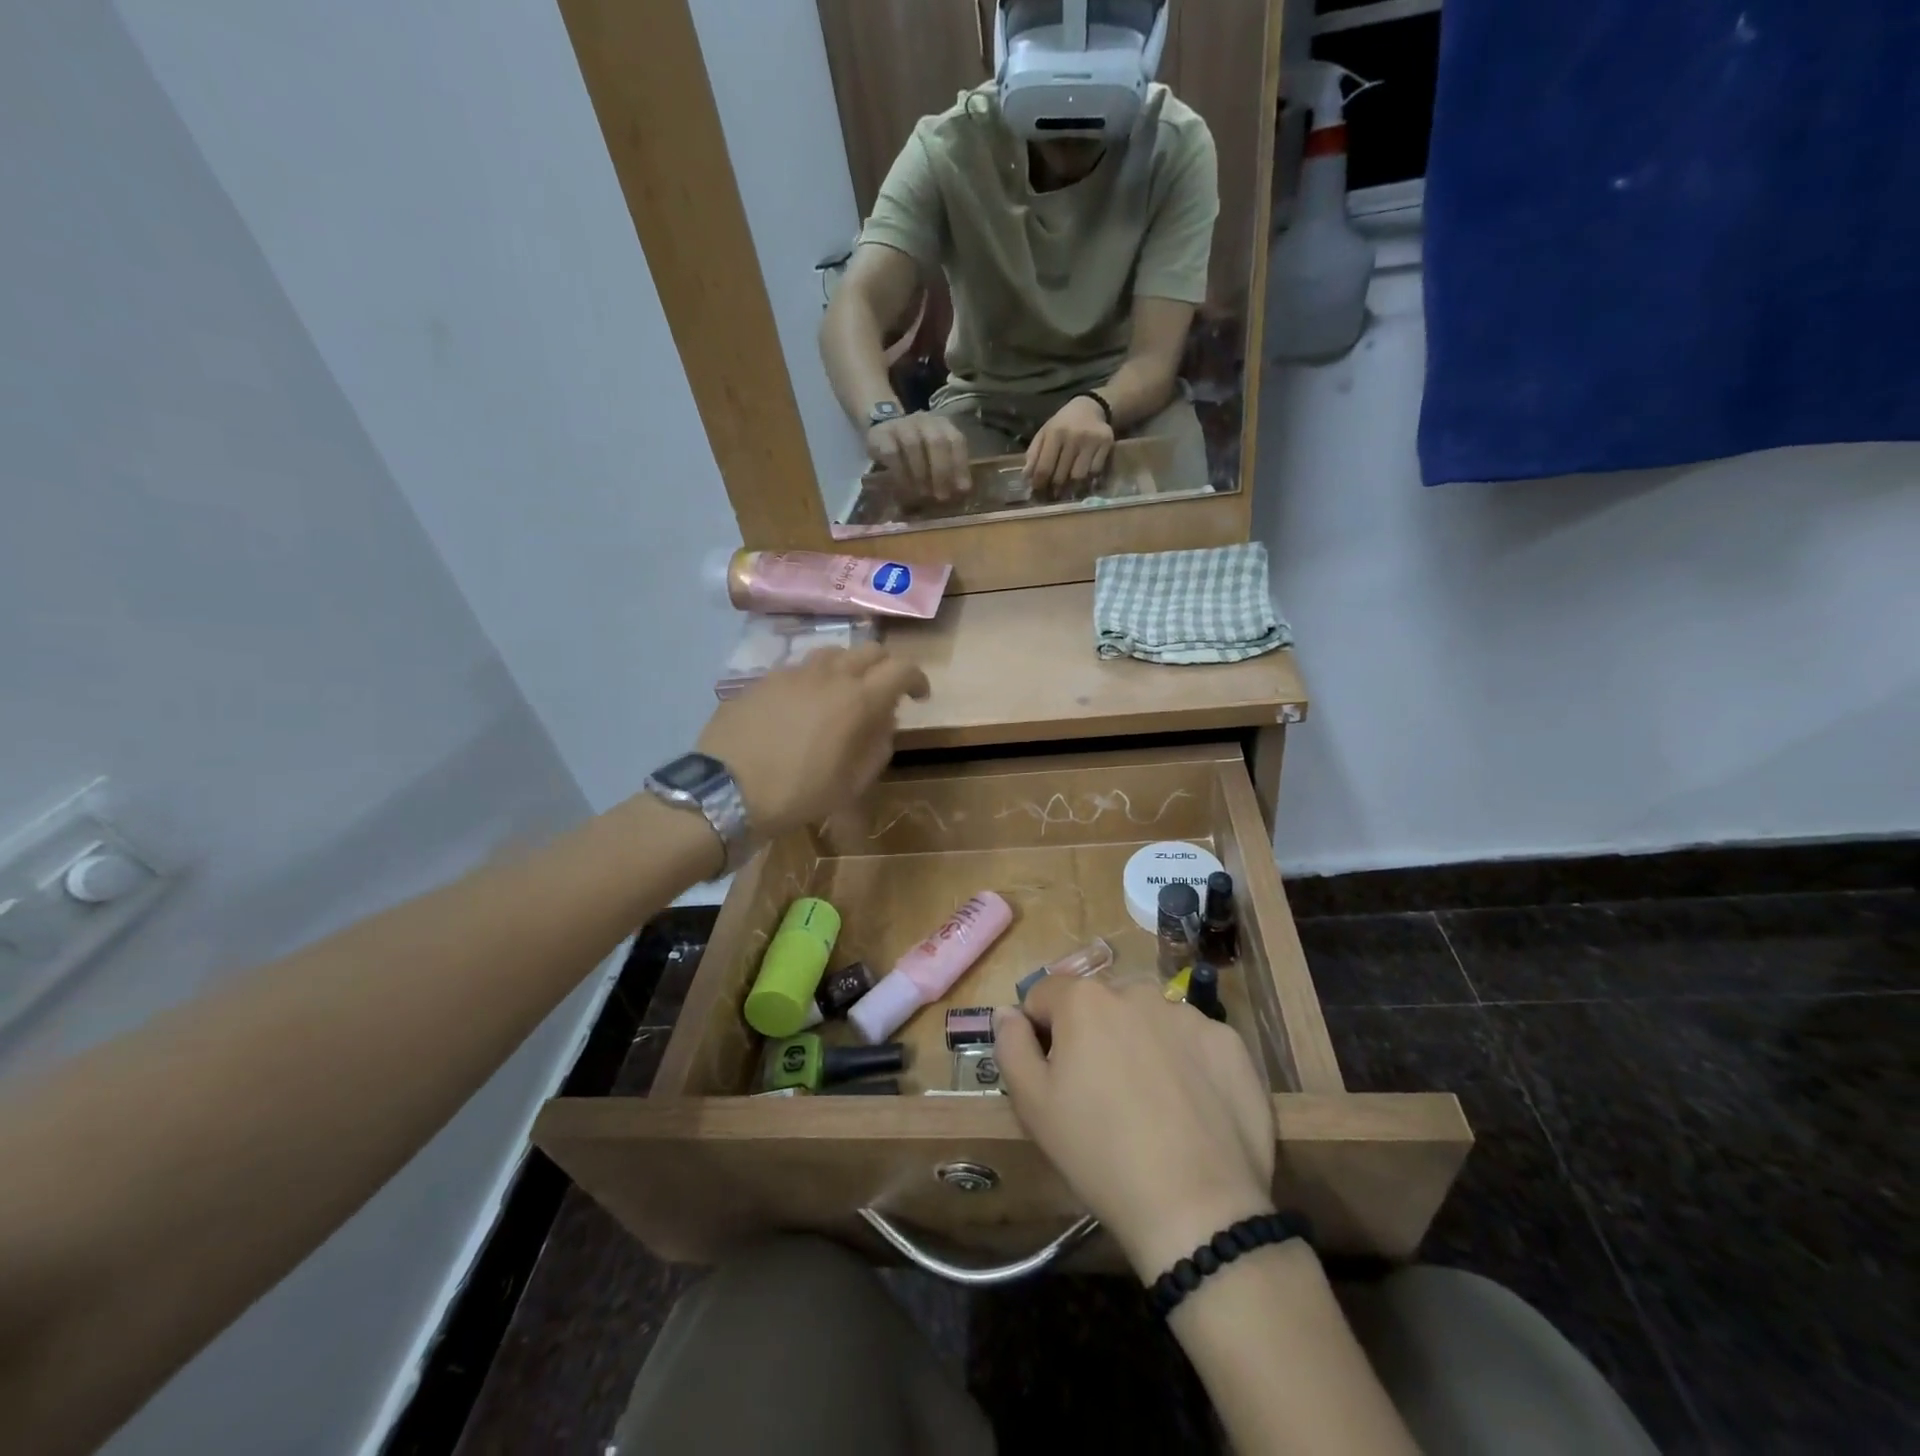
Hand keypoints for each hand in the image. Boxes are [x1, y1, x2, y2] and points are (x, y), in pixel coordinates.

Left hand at [696, 646, 929, 841]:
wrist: (726, 792)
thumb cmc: (798, 794)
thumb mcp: (852, 783)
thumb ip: (878, 746)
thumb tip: (883, 721)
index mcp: (858, 699)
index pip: (902, 669)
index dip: (917, 679)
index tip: (919, 696)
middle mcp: (829, 675)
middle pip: (869, 650)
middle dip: (885, 667)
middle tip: (885, 691)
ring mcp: (792, 673)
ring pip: (832, 654)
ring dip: (848, 667)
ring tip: (843, 693)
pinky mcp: (762, 680)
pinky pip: (799, 669)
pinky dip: (813, 680)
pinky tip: (802, 706)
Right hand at [868, 413, 971, 502]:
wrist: (882, 432)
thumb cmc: (916, 450)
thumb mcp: (935, 455)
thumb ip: (949, 469)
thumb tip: (962, 491)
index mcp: (942, 424)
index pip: (956, 440)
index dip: (960, 465)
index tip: (961, 490)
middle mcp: (924, 420)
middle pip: (937, 441)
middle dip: (941, 471)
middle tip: (941, 497)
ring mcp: (901, 425)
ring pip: (913, 445)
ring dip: (920, 474)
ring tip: (923, 495)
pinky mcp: (881, 434)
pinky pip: (892, 453)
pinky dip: (900, 473)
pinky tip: (904, 489)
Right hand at [995, 978, 1275, 1281]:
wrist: (1197, 1208)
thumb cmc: (1099, 1153)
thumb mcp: (1032, 1105)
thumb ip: (1011, 1045)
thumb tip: (1008, 1013)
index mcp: (1084, 1000)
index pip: (1046, 996)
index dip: (1040, 1032)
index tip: (1051, 1075)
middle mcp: (1137, 991)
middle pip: (1101, 1004)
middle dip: (1093, 1035)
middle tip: (1100, 1094)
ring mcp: (1189, 1015)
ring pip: (1148, 1019)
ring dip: (1140, 1044)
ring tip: (1149, 1103)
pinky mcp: (1230, 1043)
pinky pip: (1193, 1041)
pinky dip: (1186, 1062)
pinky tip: (1189, 1108)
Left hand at [1024, 395, 1114, 494]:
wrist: (1090, 407)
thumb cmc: (1063, 424)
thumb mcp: (1044, 433)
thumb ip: (1034, 454)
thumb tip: (1026, 477)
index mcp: (1055, 433)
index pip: (1044, 468)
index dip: (1039, 484)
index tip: (1037, 492)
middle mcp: (1073, 436)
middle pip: (1061, 476)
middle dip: (1054, 488)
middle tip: (1053, 493)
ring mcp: (1091, 440)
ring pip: (1079, 477)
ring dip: (1072, 487)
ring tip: (1068, 488)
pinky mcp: (1106, 443)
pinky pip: (1095, 471)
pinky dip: (1088, 478)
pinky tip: (1084, 477)